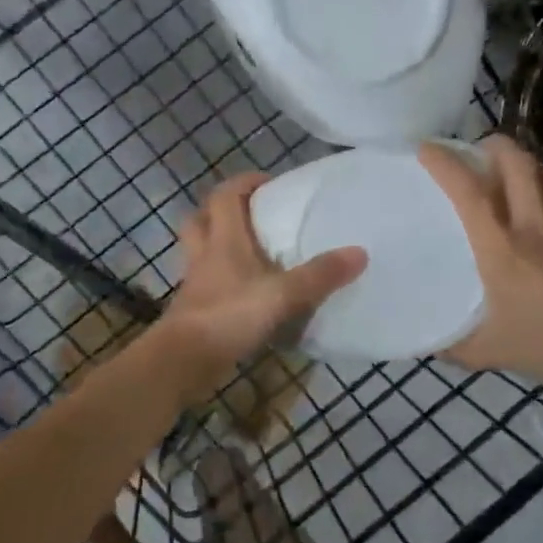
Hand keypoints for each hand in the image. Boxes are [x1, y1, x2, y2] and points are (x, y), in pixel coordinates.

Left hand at [158, 173, 367, 395]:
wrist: (183, 360)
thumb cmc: (228, 316)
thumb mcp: (282, 295)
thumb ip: (319, 275)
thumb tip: (360, 252)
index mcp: (223, 240)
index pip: (225, 195)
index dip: (244, 183)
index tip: (270, 184)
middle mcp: (204, 254)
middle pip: (202, 218)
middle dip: (223, 210)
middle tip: (252, 215)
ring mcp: (195, 282)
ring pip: (201, 250)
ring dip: (219, 244)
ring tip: (250, 252)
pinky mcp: (193, 309)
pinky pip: (206, 281)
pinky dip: (222, 280)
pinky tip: (245, 292)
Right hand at [418, 136, 542, 398]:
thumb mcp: (488, 352)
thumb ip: (452, 345)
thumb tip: (424, 344)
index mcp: (501, 247)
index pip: (470, 192)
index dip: (446, 164)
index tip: (427, 148)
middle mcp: (536, 228)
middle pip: (519, 164)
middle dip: (496, 145)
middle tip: (478, 149)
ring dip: (527, 164)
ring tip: (512, 170)